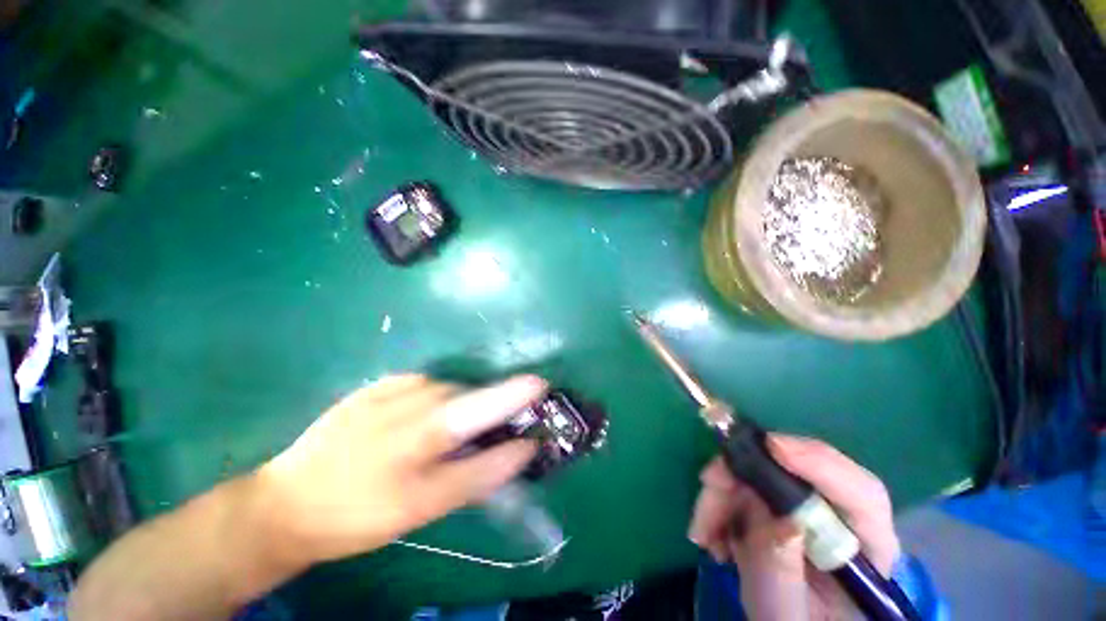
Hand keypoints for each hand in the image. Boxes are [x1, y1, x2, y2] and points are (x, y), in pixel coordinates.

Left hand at [255, 374, 543, 567]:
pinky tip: (416, 424)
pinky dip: (434, 402)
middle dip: (486, 409)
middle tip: (485, 434)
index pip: (483, 406)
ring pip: (448, 391)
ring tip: (440, 438)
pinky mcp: (380, 384)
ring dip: (458, 409)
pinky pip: (425, 387)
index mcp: (423, 432)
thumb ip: (479, 473)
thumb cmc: (359, 513)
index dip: (515, 394)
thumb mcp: (425, 507)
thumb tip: (523, 448)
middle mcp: (412, 398)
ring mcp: (393, 386)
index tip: (541, 386)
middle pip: (468, 396)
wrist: (287, 502)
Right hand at [688, 434, 899, 618]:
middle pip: (796, 472)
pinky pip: (741, 486)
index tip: (770, 447)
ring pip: (759, 474)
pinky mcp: (774, 505)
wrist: (782, 620)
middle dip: (745, 472)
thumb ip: (781, 575)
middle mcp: (838, 519)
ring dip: (722, 492)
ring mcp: (803, 508)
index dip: (819, 463)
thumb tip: (779, 520)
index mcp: (866, 551)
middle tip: (709, 483)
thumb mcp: (785, 615)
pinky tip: (709, 534)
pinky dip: (719, 501)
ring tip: (702, 531)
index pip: (862, 495)